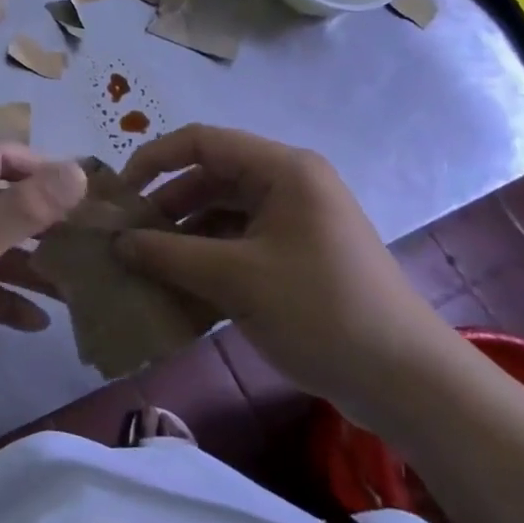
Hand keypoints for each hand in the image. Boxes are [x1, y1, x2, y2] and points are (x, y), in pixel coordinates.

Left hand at [0, 145, 86, 408]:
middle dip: (44, 222)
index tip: (89, 193)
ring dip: (31, 265)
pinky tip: (38, 322)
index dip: (43, 169)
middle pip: (0, 204)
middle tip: (93, 242)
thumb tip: (78, 173)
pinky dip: (6, 299)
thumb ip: (16, 213)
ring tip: (78, 286)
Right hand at [113, 125, 469, 427]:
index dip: (155, 159)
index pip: (203, 142)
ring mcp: (295, 221)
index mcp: (282, 170)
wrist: (405, 380)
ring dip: (184, 235)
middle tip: (127, 237)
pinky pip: (239, 242)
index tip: (120, 194)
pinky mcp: (297, 255)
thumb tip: (117, 242)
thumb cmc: (320, 311)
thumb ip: (169, 254)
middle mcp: (288, 184)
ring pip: (222, 212)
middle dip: (166, 205)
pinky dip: (207, 259)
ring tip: (145, 264)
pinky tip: (179, 287)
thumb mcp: (236, 279)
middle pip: (211, 177)